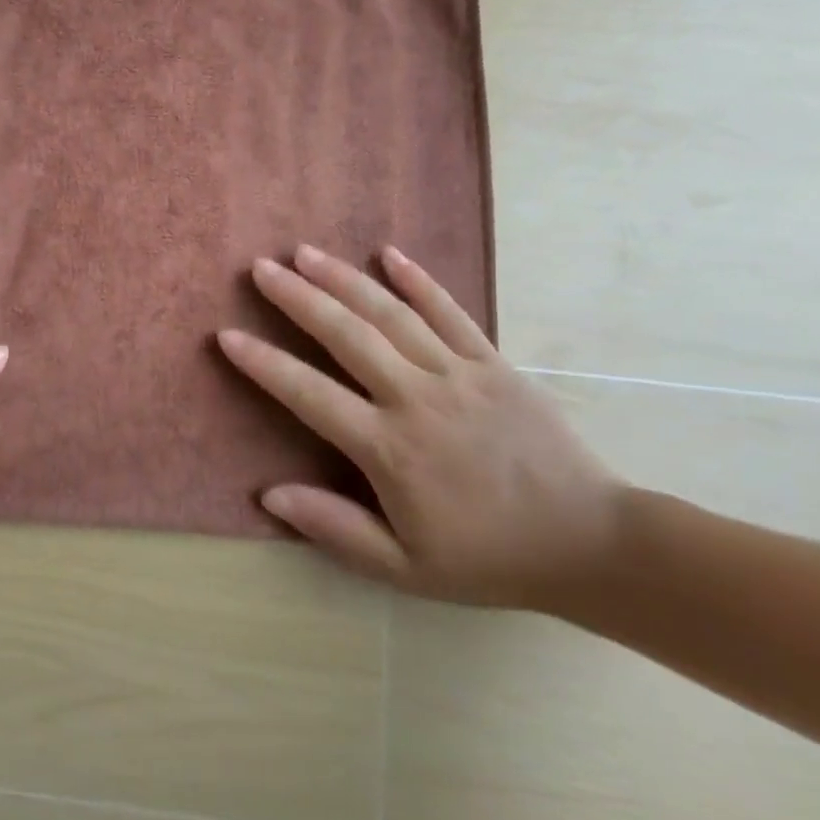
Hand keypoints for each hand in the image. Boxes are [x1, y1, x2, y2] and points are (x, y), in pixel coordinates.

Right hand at [218, 244, 624, 609]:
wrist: (592, 545)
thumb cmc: (489, 557)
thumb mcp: (405, 568)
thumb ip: (335, 528)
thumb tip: (268, 495)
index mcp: (390, 448)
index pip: (310, 394)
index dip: (264, 364)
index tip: (227, 335)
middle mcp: (418, 398)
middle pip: (347, 336)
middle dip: (298, 298)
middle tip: (260, 268)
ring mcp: (460, 374)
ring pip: (391, 315)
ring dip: (344, 279)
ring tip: (305, 252)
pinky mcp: (494, 363)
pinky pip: (451, 313)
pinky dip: (418, 281)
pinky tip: (389, 253)